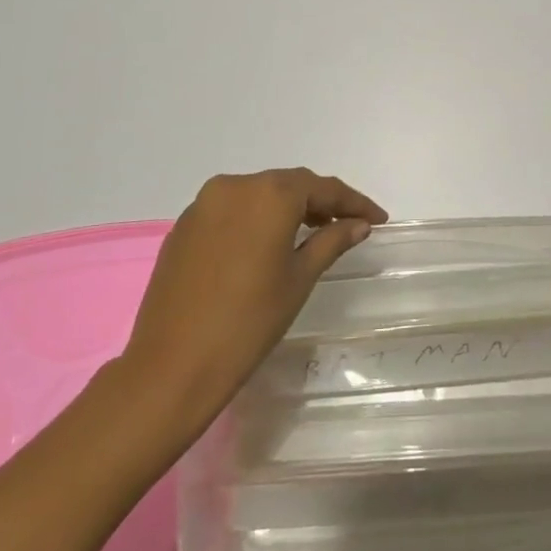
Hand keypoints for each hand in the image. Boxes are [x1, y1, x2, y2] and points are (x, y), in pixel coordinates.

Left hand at [116, 169, 387, 440]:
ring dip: (288, 207)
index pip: (323, 188)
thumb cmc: (249, 321)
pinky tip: (269, 242)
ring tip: (312, 232)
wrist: (172, 365)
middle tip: (348, 224)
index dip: (354, 202)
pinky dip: (257, 218)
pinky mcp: (183, 226)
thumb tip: (357, 224)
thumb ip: (332, 241)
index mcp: (269, 195)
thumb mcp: (300, 279)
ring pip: (259, 194)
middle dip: (321, 201)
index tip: (378, 219)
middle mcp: (235, 187)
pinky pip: (232, 210)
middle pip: (289, 185)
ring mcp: (203, 205)